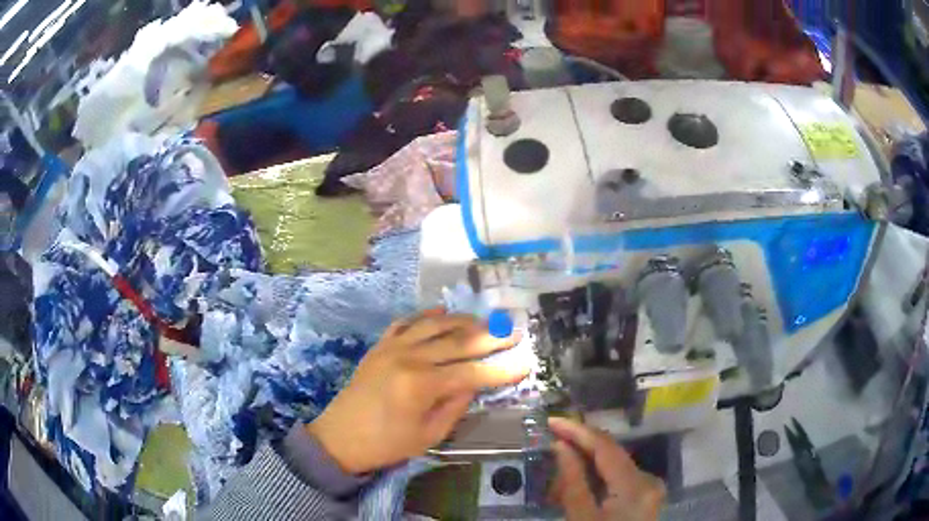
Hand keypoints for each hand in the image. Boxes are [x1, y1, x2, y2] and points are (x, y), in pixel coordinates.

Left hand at [307, 309, 528, 473]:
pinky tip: (443, 311)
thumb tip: (474, 382)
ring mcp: (392, 347)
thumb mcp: (429, 435)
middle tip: (516, 332)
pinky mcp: (380, 346)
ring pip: (436, 325)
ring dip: (465, 321)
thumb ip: (456, 405)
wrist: (339, 437)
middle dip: (492, 337)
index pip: (473, 372)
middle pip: (459, 341)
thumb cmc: (387, 444)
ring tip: (488, 322)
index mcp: (422, 385)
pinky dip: (427, 316)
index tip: (527, 362)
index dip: (503, 368)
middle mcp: (409, 358)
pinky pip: (407, 322)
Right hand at [548, 417, 664, 520]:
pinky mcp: (645, 496)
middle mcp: (648, 480)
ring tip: (558, 484)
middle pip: (611, 454)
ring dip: (585, 467)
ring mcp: (649, 488)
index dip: (578, 430)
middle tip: (550, 450)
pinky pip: (618, 478)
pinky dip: (596, 480)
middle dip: (579, 450)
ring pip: (613, 466)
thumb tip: (560, 445)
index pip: (606, 447)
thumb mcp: (581, 518)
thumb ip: (573, 481)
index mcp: (636, 485)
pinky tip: (577, 489)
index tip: (552, 421)